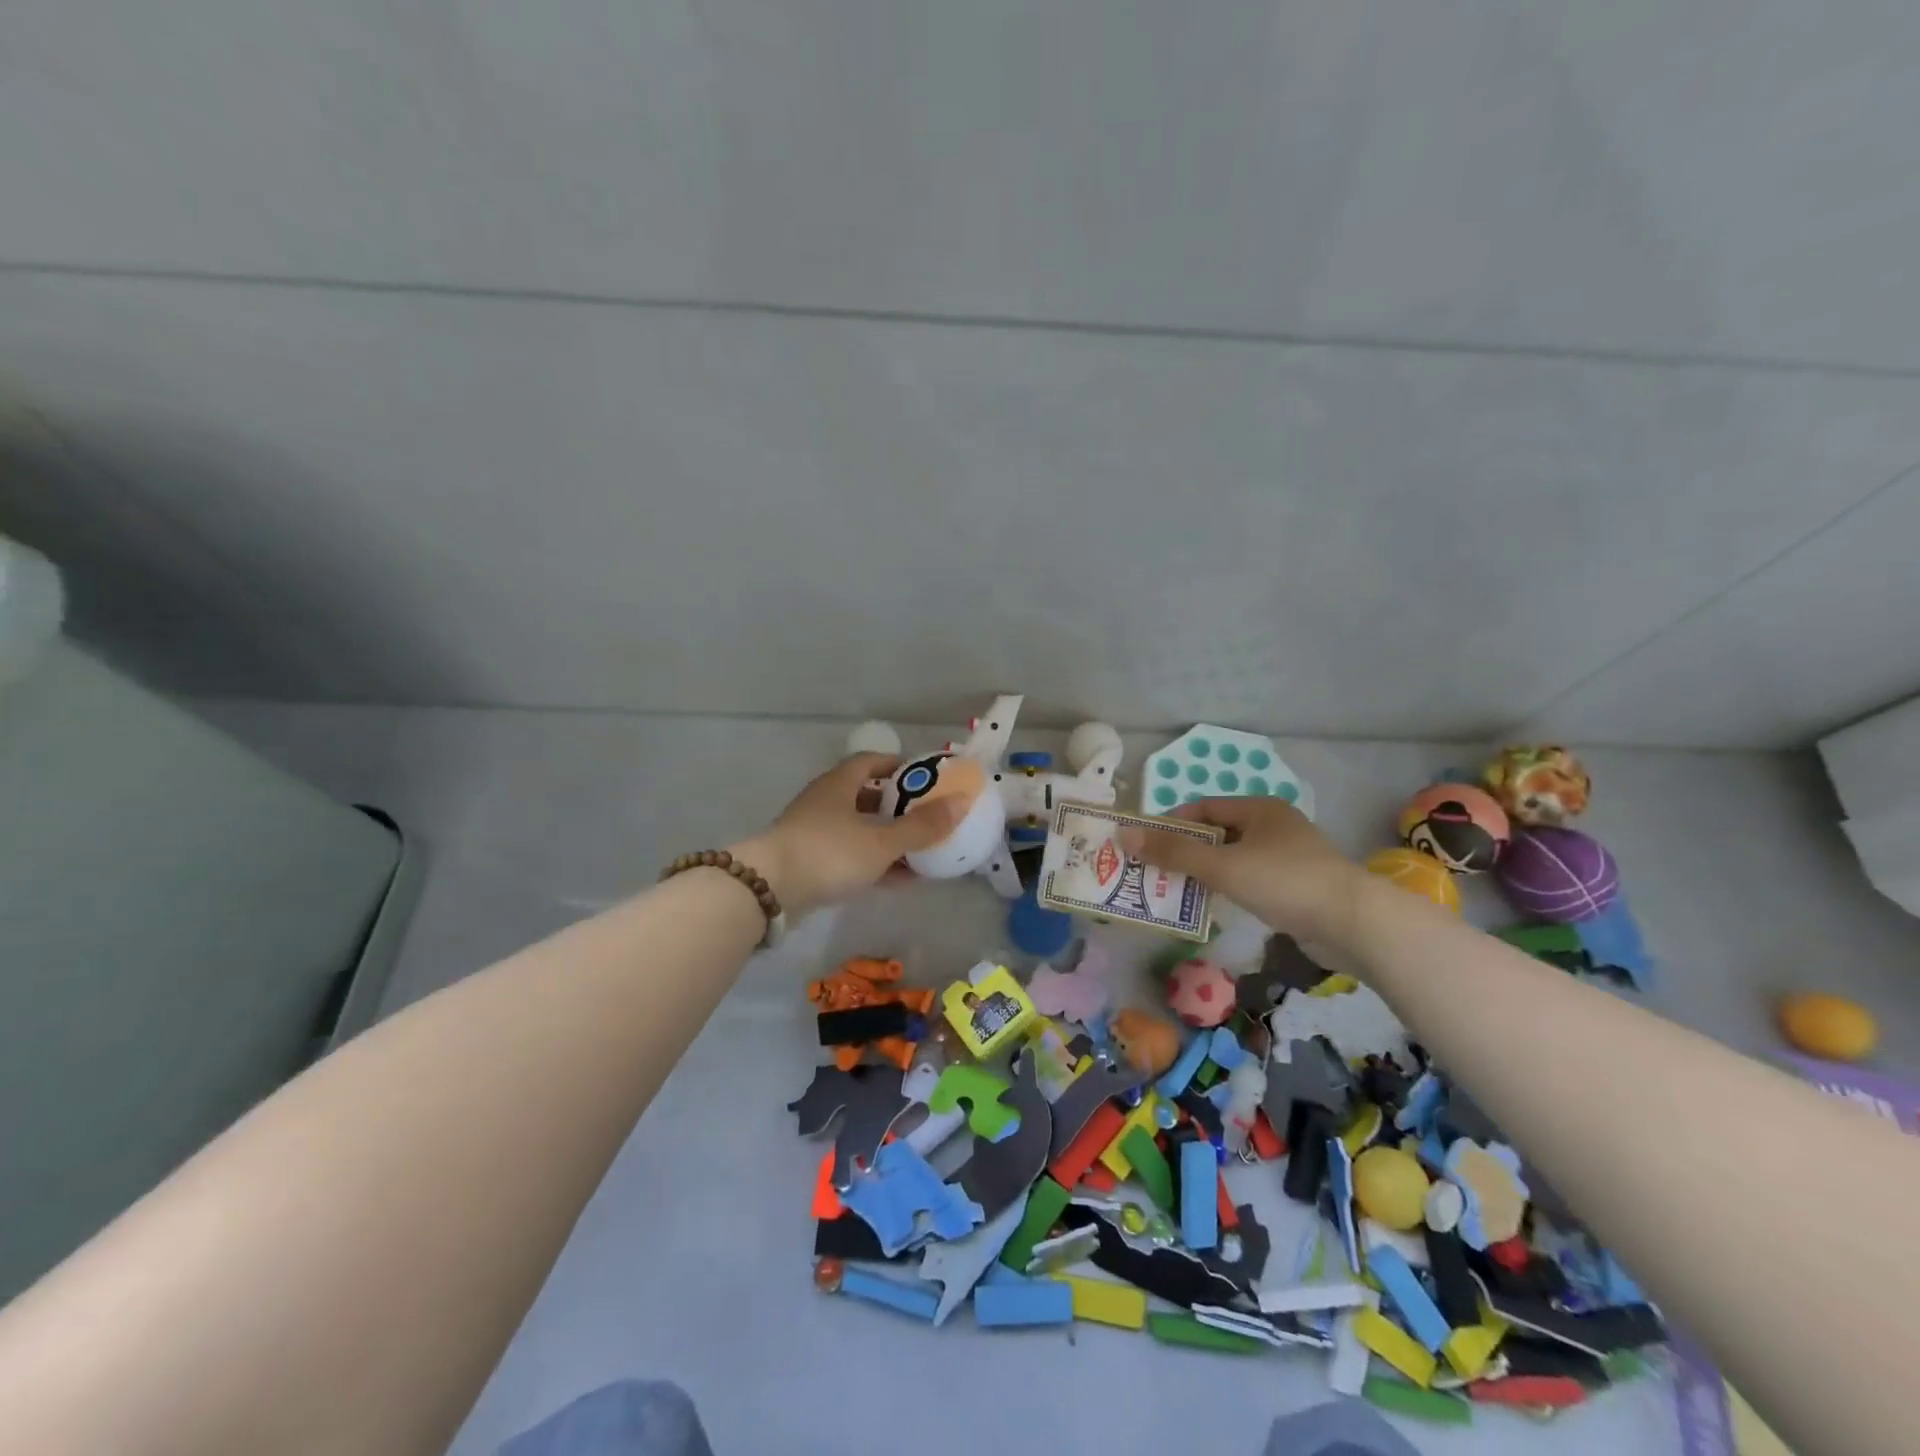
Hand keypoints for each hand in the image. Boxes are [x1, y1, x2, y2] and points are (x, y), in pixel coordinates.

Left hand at [730, 754, 965, 917]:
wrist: (767, 890)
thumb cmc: (828, 852)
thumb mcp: (882, 841)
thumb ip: (922, 826)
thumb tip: (962, 802)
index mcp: (839, 785)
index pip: (869, 762)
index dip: (896, 765)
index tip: (922, 776)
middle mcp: (823, 802)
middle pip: (863, 796)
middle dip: (894, 805)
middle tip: (925, 814)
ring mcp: (812, 833)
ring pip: (857, 829)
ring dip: (886, 837)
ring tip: (919, 850)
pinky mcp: (807, 863)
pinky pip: (848, 856)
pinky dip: (873, 863)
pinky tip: (899, 879)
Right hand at [1120, 797, 1367, 948]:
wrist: (1354, 924)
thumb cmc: (1284, 881)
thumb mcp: (1222, 865)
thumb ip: (1174, 851)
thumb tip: (1124, 834)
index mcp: (1260, 809)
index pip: (1204, 807)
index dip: (1172, 822)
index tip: (1145, 843)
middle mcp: (1275, 826)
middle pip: (1218, 833)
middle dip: (1185, 850)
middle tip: (1154, 870)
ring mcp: (1289, 857)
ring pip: (1234, 859)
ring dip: (1205, 872)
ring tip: (1175, 890)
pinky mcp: (1298, 886)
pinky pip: (1251, 880)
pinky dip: (1229, 888)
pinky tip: (1214, 905)